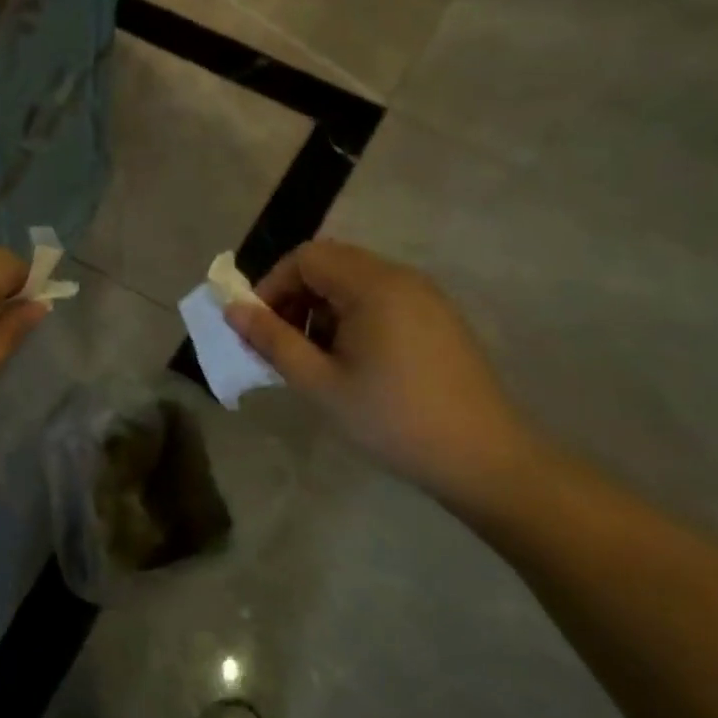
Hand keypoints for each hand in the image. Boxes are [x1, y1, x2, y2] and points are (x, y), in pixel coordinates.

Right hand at [225, 240, 548, 500]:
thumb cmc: (393, 419)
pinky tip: (353, 362)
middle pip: (330, 264)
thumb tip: (233, 310)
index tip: (260, 326)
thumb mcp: (320, 383)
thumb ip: (272, 341)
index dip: (272, 285)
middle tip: (283, 343)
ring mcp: (425, 296)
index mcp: (373, 285)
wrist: (484, 459)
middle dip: (295, 297)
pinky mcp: (438, 318)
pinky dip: (352, 317)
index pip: (306, 257)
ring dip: (322, 308)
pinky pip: (381, 298)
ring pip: (354, 282)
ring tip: (315, 358)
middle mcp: (401, 277)